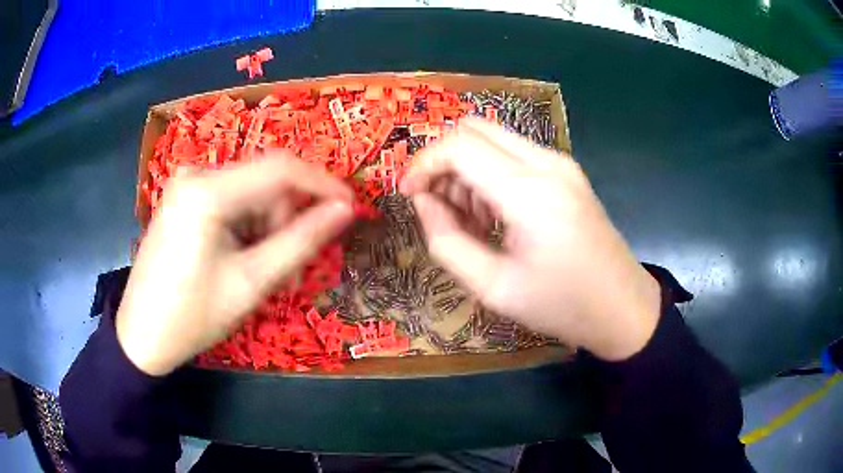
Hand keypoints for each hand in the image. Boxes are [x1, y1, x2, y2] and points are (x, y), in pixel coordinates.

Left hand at [117, 154, 353, 374]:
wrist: (141, 335)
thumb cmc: (193, 315)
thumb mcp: (251, 282)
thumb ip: (301, 242)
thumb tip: (345, 211)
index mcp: (207, 191)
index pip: (280, 168)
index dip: (323, 184)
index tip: (351, 208)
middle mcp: (196, 174)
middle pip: (263, 180)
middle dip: (287, 217)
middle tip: (293, 265)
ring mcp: (187, 184)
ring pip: (249, 191)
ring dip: (267, 225)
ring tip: (264, 269)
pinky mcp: (184, 198)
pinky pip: (230, 199)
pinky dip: (247, 225)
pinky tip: (241, 257)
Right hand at [401, 119, 660, 360]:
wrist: (622, 307)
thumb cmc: (560, 305)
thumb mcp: (493, 288)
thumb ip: (446, 241)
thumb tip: (422, 201)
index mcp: (529, 192)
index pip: (458, 147)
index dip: (422, 165)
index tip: (408, 196)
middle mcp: (546, 162)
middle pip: (473, 128)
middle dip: (442, 159)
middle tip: (435, 204)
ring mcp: (561, 163)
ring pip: (493, 138)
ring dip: (466, 167)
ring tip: (468, 218)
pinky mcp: (567, 172)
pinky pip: (514, 154)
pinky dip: (489, 172)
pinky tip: (494, 213)